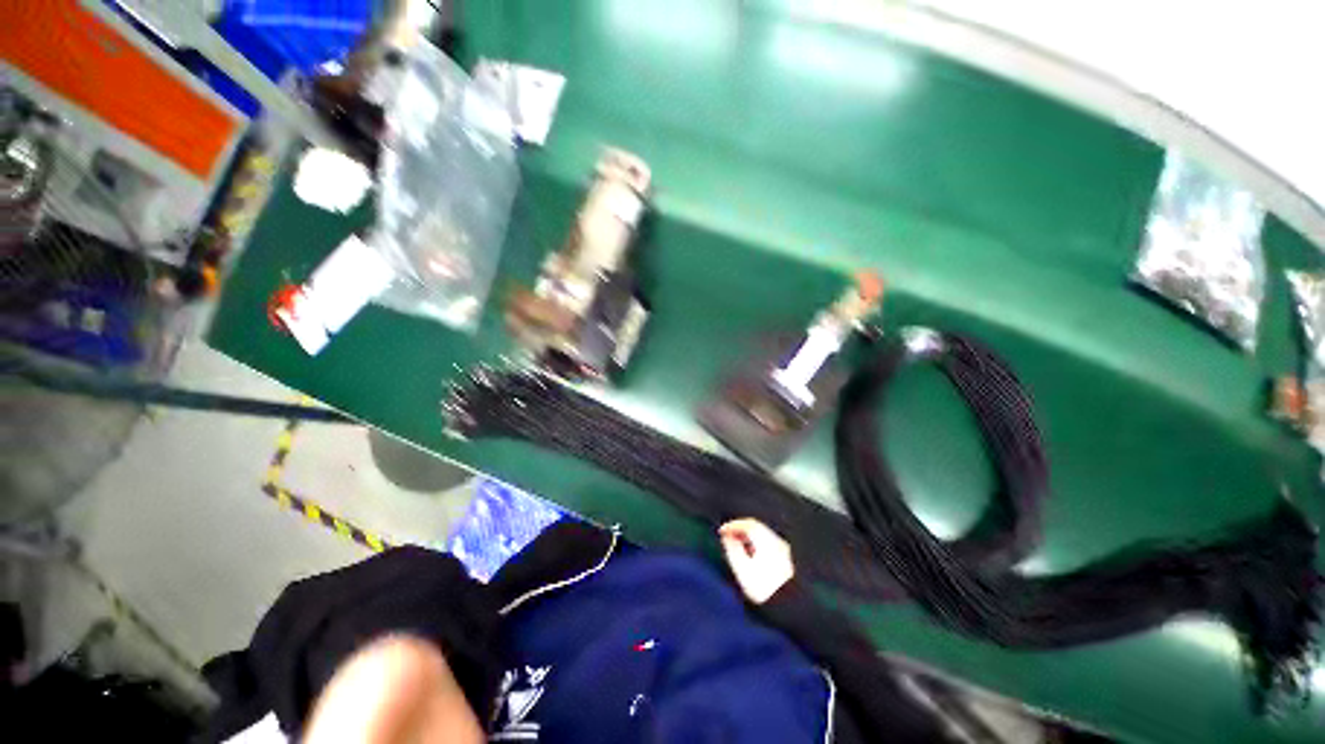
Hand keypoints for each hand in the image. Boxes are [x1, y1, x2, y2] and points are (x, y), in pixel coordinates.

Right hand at [719, 519, 794, 603]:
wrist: (790, 607)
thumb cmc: (763, 588)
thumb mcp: (742, 569)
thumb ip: (733, 550)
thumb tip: (727, 538)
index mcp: (765, 539)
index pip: (748, 524)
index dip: (733, 526)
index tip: (722, 532)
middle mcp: (776, 540)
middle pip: (757, 528)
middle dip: (740, 530)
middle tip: (728, 536)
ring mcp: (784, 550)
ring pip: (763, 536)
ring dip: (749, 538)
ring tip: (737, 546)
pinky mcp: (787, 561)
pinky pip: (769, 545)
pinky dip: (757, 546)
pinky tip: (752, 556)